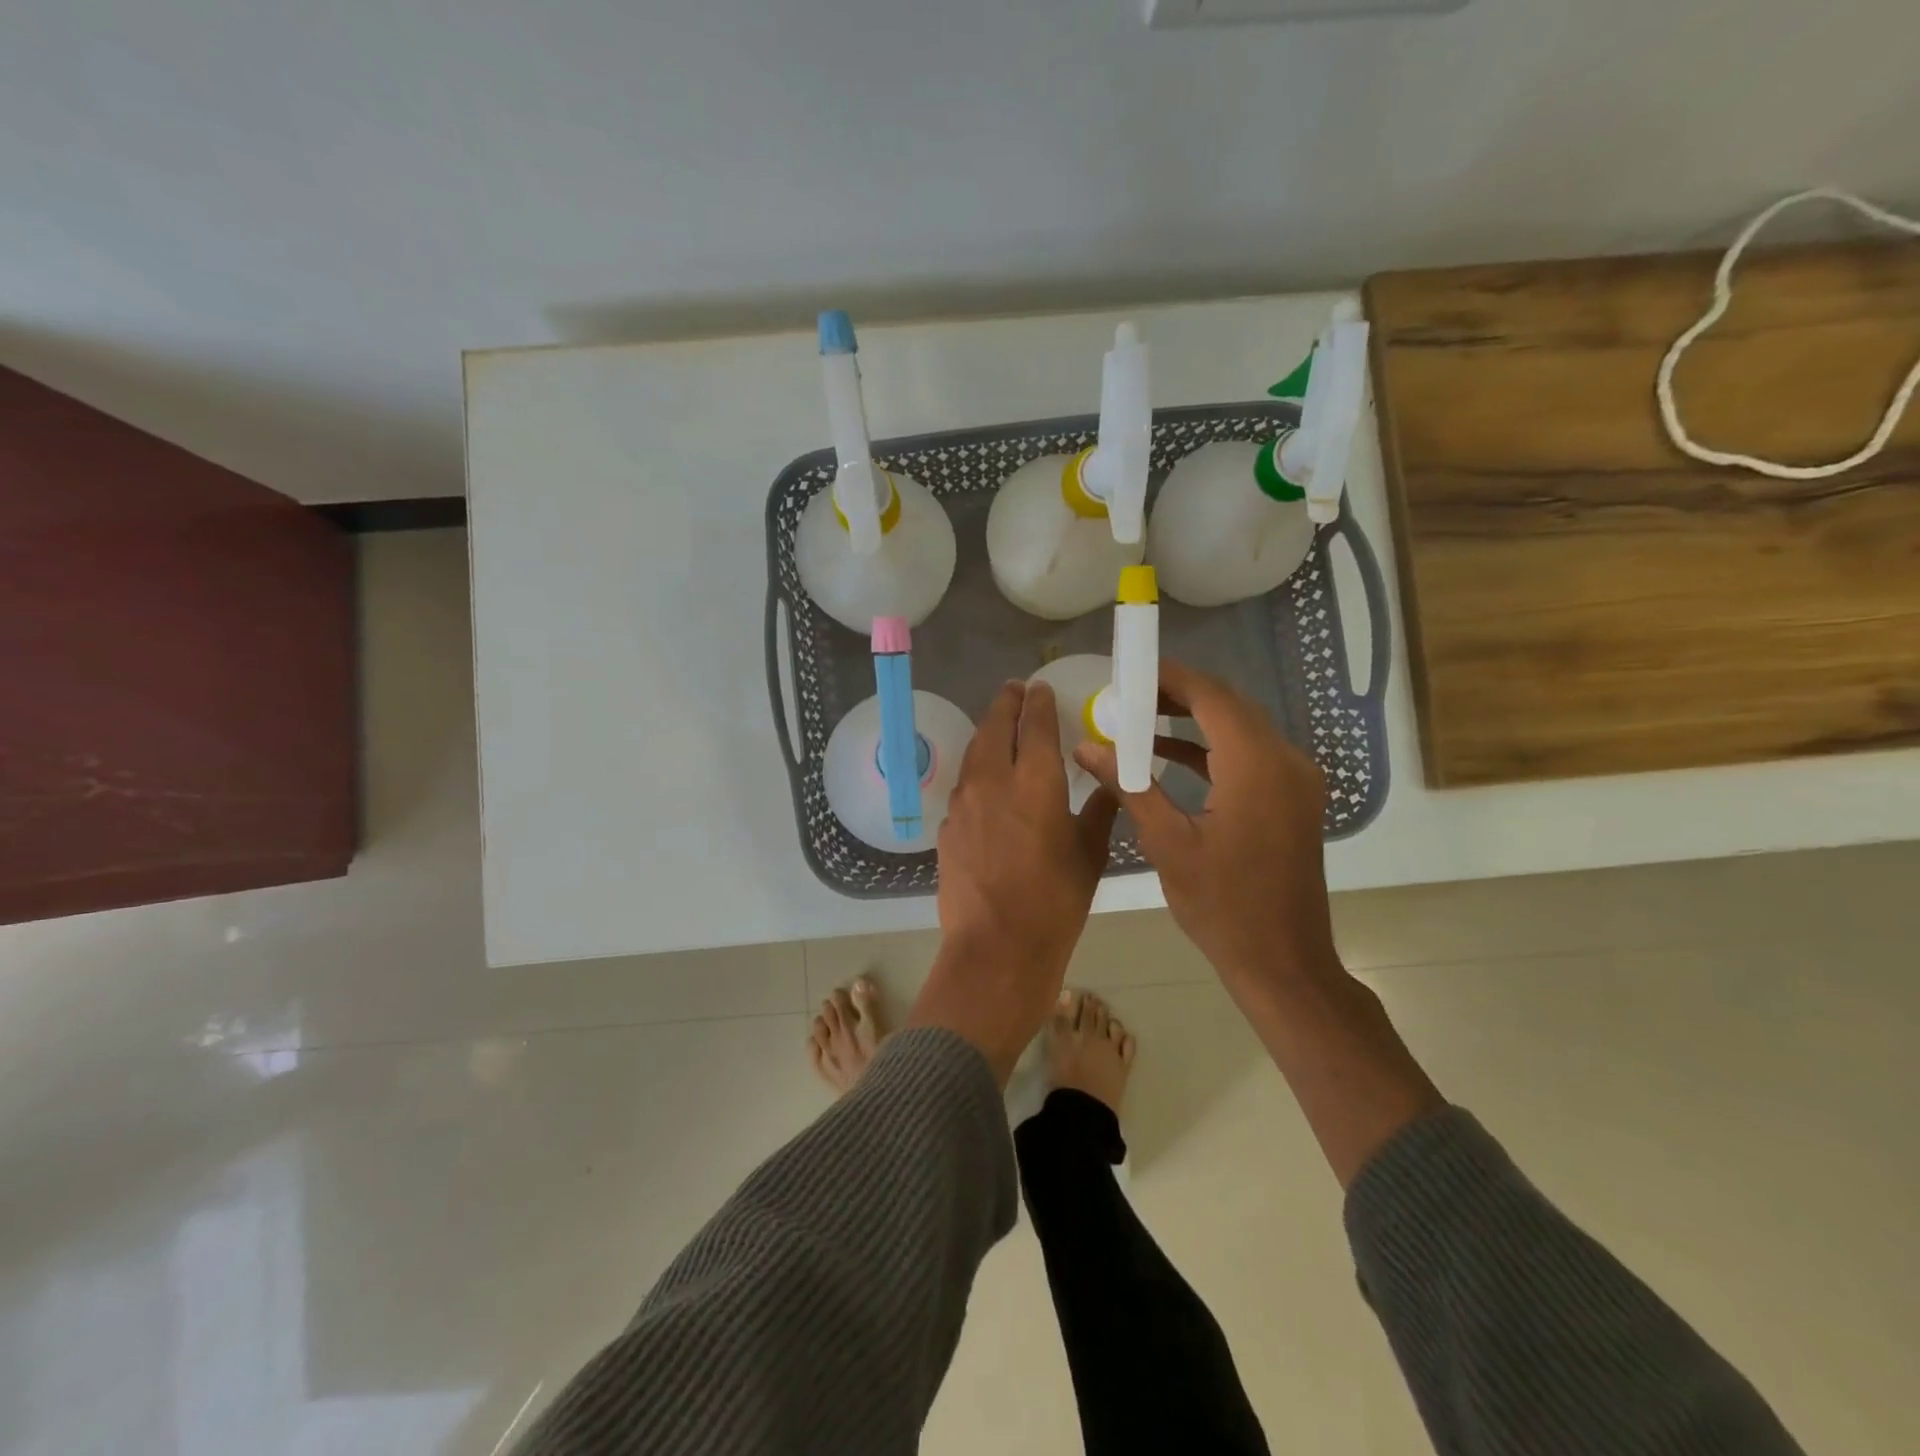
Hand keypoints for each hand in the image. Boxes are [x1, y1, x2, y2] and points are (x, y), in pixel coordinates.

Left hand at [908, 680, 1119, 1082]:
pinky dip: (978, 768)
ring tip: (1000, 725)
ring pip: (974, 751)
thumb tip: (1110, 785)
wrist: (995, 948)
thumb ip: (1099, 811)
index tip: (1040, 689)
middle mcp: (993, 780)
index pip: (1035, 725)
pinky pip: (964, 783)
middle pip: (995, 726)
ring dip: (988, 732)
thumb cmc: (1054, 903)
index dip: (1038, 702)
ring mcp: (963, 802)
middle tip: (1015, 691)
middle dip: (1007, 703)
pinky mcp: (947, 825)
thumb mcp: (1089, 856)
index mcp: (1035, 782)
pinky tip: (987, 780)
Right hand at [1074, 659, 1339, 1013]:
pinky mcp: (1292, 798)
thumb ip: (1128, 785)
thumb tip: (1086, 746)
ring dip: (1192, 720)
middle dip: (1177, 694)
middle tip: (1127, 694)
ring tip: (1139, 718)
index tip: (1129, 670)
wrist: (1282, 961)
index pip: (1211, 697)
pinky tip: (1167, 754)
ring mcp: (1295, 780)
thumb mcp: (1167, 843)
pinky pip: (1248, 755)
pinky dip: (1210, 748)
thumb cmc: (1222, 906)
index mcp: (1256, 766)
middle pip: (1228, 706)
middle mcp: (1285, 761)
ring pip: (1240, 728)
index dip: (1170, 676)